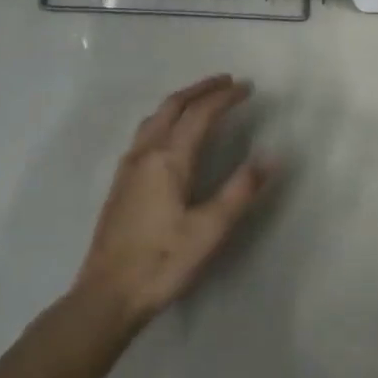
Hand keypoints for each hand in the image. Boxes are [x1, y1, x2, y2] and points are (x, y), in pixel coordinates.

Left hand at [74, 75, 276, 330]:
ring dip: (181, 101)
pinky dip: (166, 118)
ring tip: (202, 100)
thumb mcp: (210, 230)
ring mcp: (128, 167)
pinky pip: (146, 132)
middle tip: (227, 82)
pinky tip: (172, 134)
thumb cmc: (163, 262)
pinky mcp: (121, 183)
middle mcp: (145, 154)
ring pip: (155, 117)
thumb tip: (270, 156)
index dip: (225, 97)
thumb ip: (241, 190)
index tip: (247, 88)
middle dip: (201, 89)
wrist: (106, 296)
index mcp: (168, 159)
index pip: (200, 114)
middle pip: (172, 106)